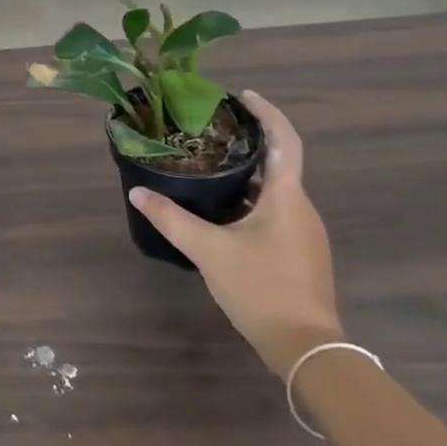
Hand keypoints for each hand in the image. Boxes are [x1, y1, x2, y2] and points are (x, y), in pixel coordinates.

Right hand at [127, 91, 343, 376]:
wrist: (308, 350)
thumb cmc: (261, 289)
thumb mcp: (209, 251)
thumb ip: (172, 220)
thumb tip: (137, 193)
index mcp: (287, 197)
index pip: (284, 139)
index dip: (267, 112)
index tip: (243, 95)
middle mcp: (302, 208)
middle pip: (281, 161)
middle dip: (252, 140)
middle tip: (216, 129)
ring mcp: (306, 233)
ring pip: (279, 189)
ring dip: (253, 172)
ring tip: (216, 165)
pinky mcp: (302, 254)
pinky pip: (280, 211)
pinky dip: (256, 198)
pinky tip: (229, 210)